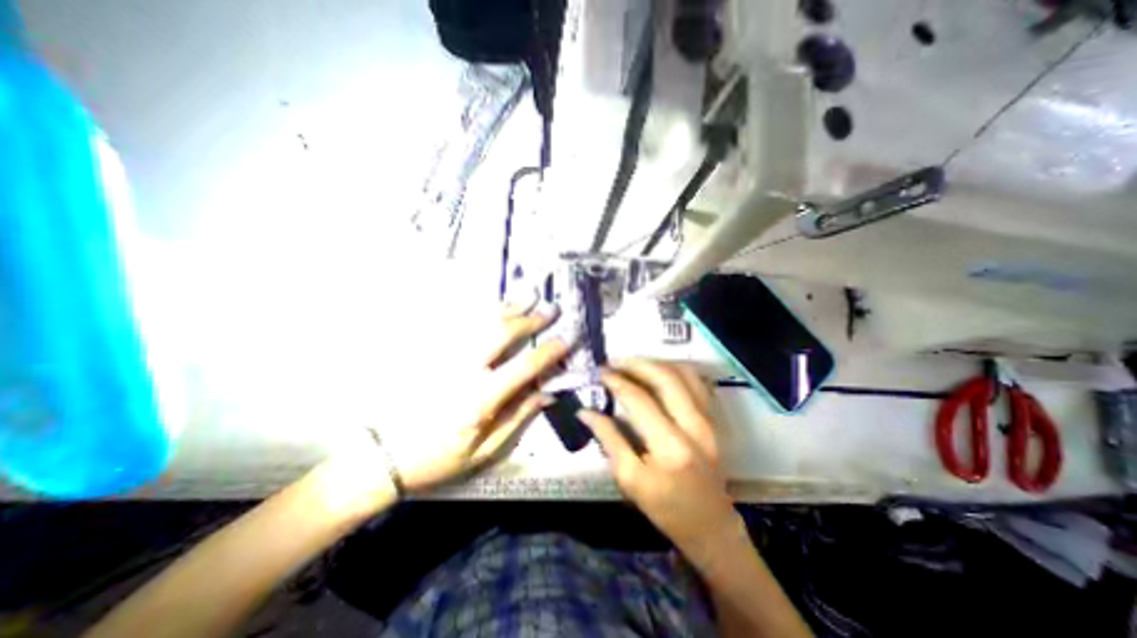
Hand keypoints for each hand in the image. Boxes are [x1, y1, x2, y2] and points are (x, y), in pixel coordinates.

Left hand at [392, 302, 573, 496]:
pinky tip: (492, 303)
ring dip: (508, 307)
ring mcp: (443, 355)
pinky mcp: (429, 350)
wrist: (381, 456)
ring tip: (528, 296)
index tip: (567, 338)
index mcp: (480, 398)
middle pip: (502, 333)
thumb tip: (546, 393)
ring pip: (480, 321)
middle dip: (531, 319)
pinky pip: (457, 322)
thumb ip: (517, 418)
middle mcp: (463, 369)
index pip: (524, 366)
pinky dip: (479, 310)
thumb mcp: (483, 451)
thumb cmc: (437, 458)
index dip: (549, 351)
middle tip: (551, 308)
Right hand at [578, 359, 738, 552]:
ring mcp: (708, 420)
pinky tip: (659, 371)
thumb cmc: (666, 508)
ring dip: (656, 362)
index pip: (639, 400)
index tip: (600, 372)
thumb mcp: (629, 480)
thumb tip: (585, 412)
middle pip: (665, 378)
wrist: (711, 526)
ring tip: (633, 364)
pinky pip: (697, 381)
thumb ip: (609, 440)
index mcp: (669, 447)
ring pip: (684, 373)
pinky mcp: (714, 418)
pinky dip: (676, 369)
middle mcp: (693, 426)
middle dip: (636, 363)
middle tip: (614, 362)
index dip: (617, 382)